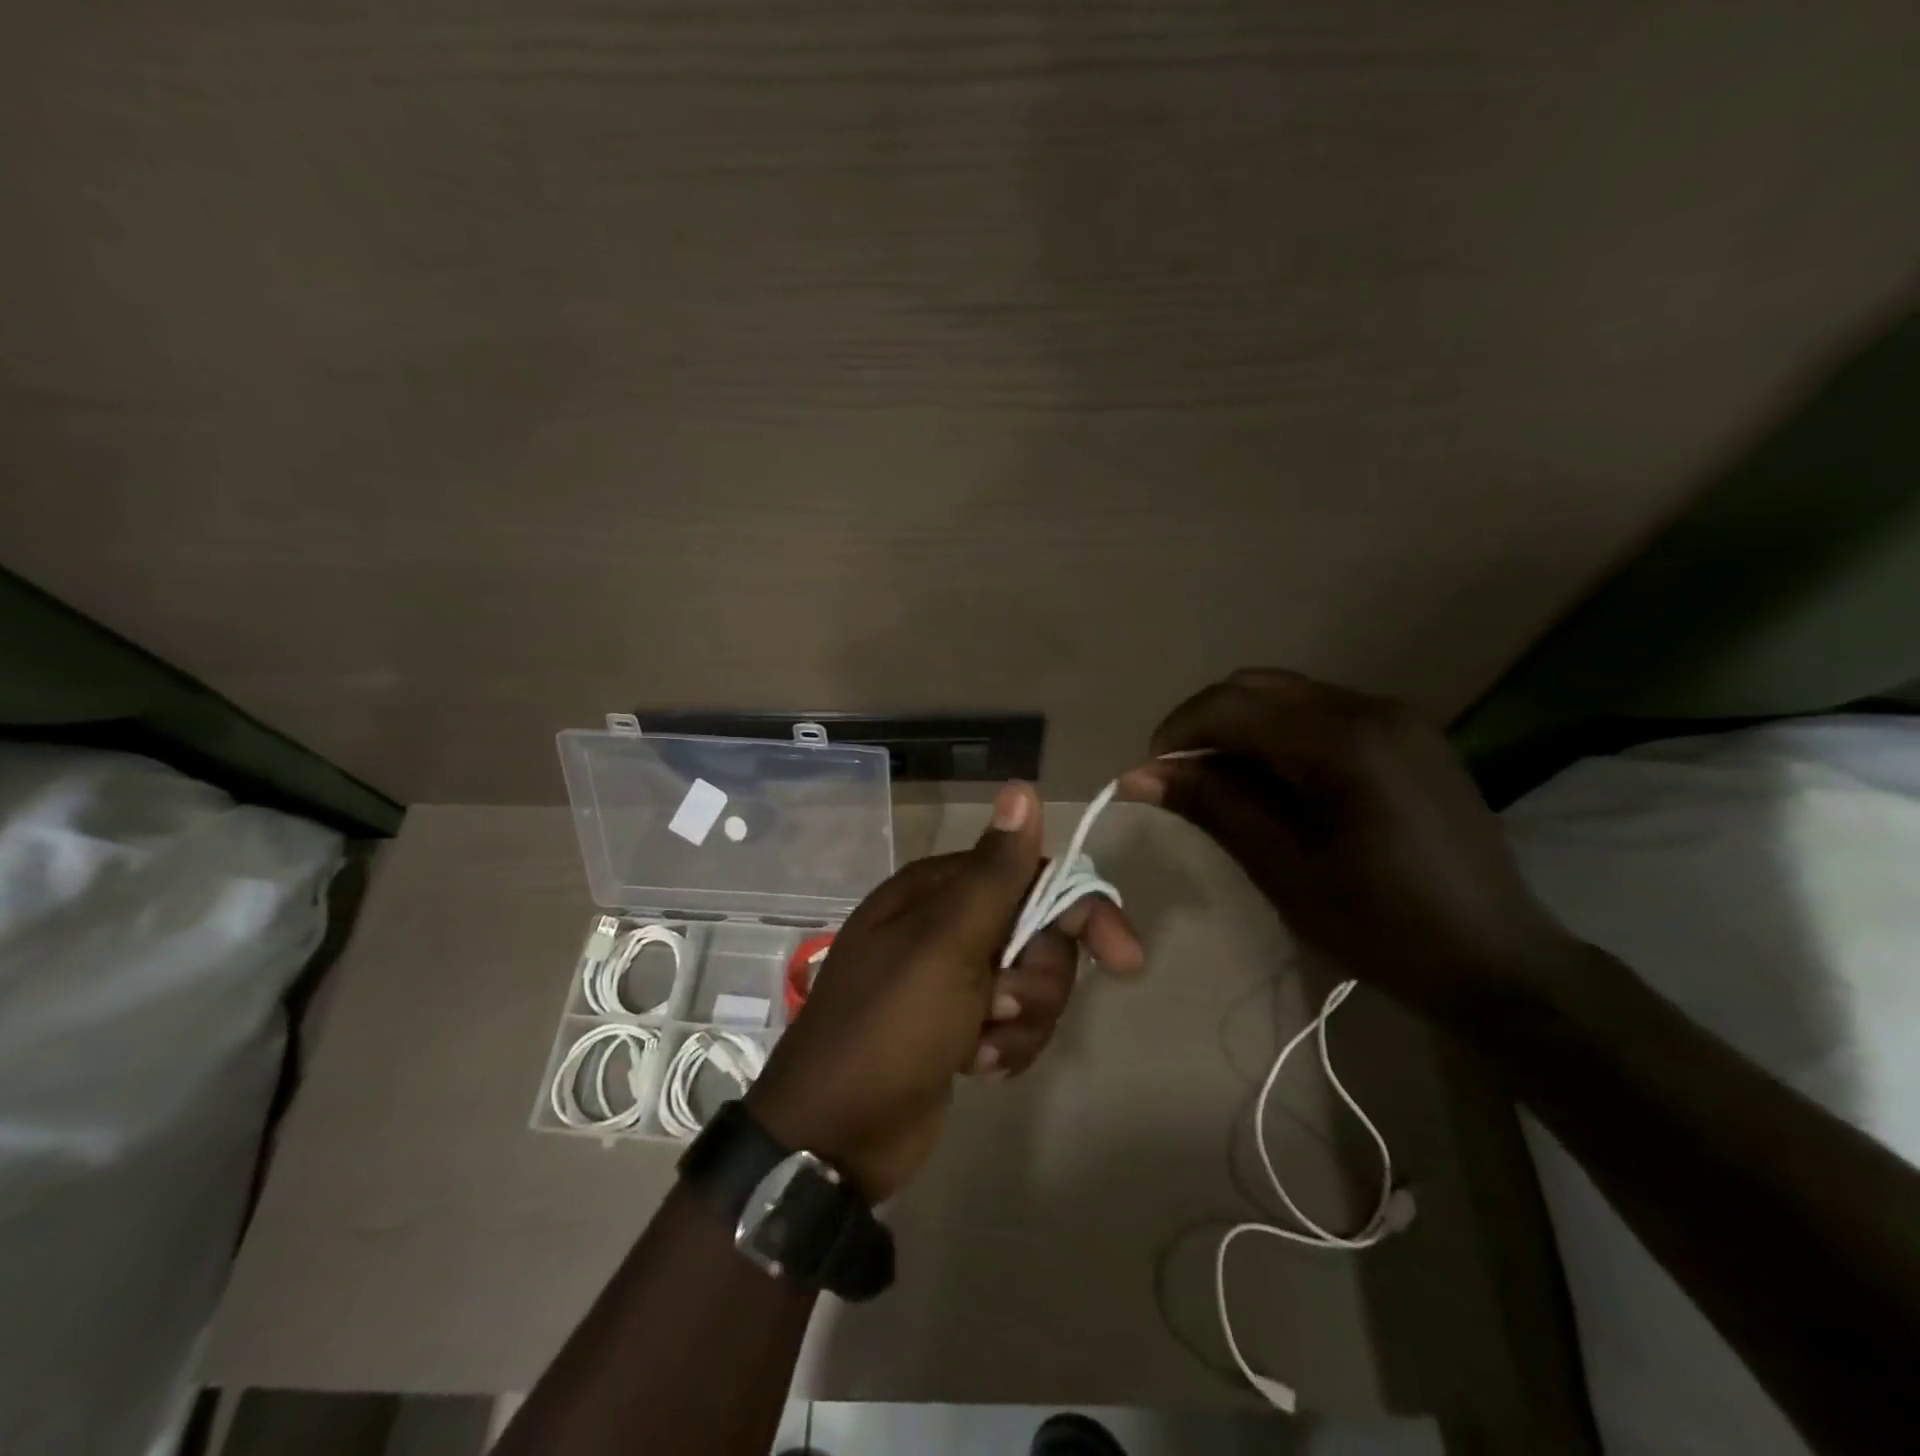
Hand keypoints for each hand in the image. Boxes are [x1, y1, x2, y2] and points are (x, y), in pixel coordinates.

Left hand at [745, 783, 1142, 1199]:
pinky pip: (1014, 1023)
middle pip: (1039, 934)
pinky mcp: (960, 1025)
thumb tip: (1023, 787)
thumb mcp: (946, 945)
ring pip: (1032, 983)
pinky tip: (974, 1068)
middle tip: (1000, 1006)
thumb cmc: (890, 1027)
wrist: (834, 1135)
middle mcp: (948, 924)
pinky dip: (1005, 1048)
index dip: (1081, 910)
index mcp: (939, 891)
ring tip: (979, 1048)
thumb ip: (993, 872)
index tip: (1124, 959)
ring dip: (1020, 1022)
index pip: (1033, 876)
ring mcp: (953, 978)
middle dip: (1036, 980)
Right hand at [1120, 668, 1583, 1019]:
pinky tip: (1278, 782)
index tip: (1151, 775)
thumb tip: (1140, 774)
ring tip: (1225, 784)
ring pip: (1288, 694)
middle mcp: (1370, 709)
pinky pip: (1323, 711)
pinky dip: (1281, 733)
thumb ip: (1214, 808)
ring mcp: (1397, 717)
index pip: (1230, 706)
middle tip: (1183, 779)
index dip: (1178, 733)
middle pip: (1256, 686)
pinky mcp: (1410, 734)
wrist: (1500, 959)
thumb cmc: (1383, 927)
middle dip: (1205, 723)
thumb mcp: (1285, 872)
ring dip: (1241, 726)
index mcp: (1341, 744)